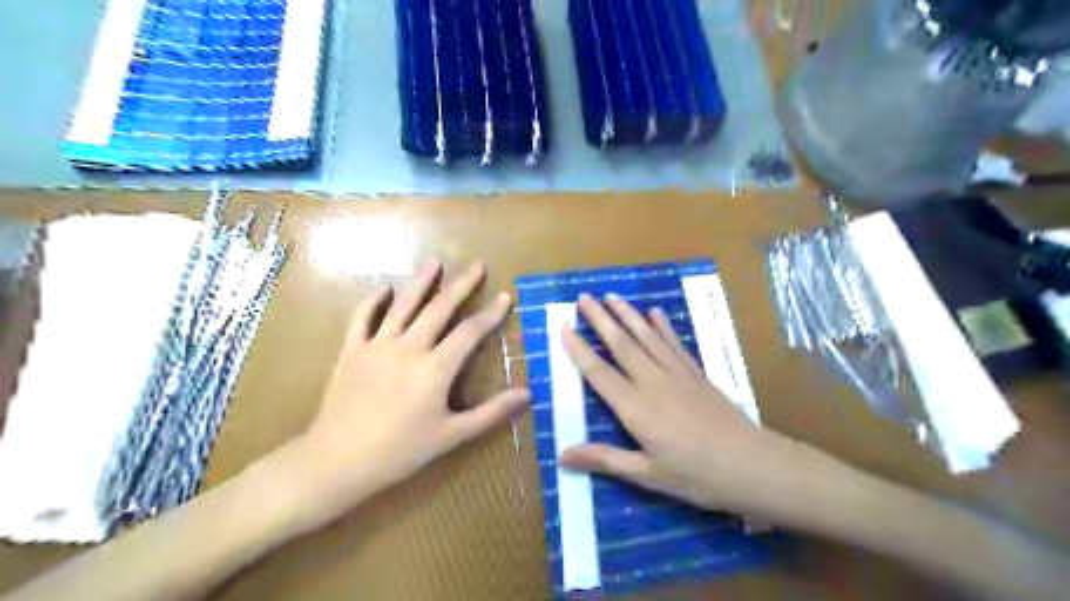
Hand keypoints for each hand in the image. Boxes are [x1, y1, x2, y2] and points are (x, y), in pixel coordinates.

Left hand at [291, 262, 530, 524]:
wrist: (338, 459)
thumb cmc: (400, 451)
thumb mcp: (452, 436)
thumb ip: (491, 412)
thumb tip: (528, 394)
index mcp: (435, 368)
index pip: (470, 332)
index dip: (491, 314)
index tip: (506, 296)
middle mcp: (409, 347)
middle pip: (439, 308)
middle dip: (461, 285)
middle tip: (476, 265)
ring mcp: (377, 345)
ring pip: (403, 305)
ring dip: (421, 282)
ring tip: (435, 262)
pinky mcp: (352, 350)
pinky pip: (362, 317)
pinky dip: (373, 300)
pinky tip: (383, 288)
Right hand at [562, 293, 806, 515]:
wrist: (752, 465)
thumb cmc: (696, 476)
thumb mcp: (647, 476)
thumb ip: (605, 459)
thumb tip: (562, 455)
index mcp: (636, 408)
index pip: (599, 372)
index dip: (579, 349)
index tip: (564, 326)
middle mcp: (653, 382)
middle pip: (621, 345)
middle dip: (600, 319)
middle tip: (583, 297)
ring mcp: (677, 374)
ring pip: (646, 337)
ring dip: (627, 314)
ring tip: (611, 296)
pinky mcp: (696, 373)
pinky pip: (674, 344)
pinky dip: (662, 326)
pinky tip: (655, 312)